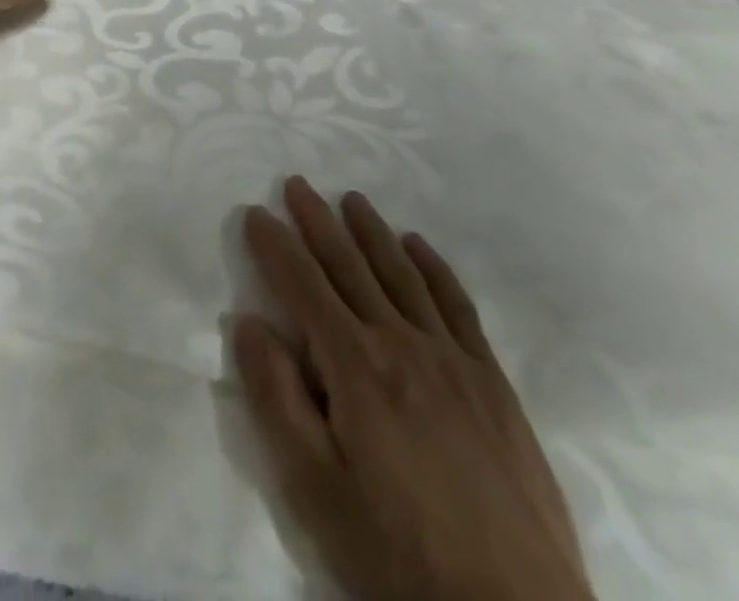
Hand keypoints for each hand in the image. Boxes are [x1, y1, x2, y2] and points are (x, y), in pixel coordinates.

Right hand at [237, 179, 591, 600]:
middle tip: (297, 184)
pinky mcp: (490, 378)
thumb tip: (248, 322)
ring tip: (351, 198)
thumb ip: (278, 401)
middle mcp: (400, 342)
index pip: (303, 285)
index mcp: (355, 367)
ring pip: (401, 272)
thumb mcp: (317, 492)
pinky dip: (432, 266)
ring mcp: (451, 356)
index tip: (255, 213)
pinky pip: (455, 302)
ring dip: (371, 230)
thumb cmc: (400, 555)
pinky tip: (417, 245)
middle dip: (317, 221)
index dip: (275, 245)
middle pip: (349, 265)